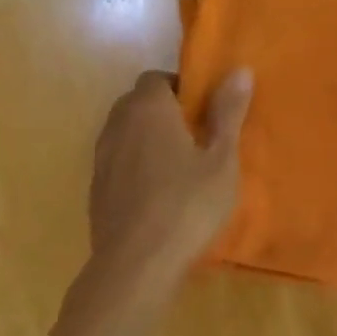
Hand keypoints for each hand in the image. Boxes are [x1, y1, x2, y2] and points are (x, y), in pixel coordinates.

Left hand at [89, 68, 252, 273]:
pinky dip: (136, 164)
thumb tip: (239, 70)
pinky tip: (159, 191)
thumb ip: (228, 113)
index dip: (182, 88)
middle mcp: (118, 125)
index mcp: (149, 109)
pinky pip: (118, 160)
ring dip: (148, 137)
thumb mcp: (221, 159)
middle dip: (165, 110)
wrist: (136, 266)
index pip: (157, 78)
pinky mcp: (97, 190)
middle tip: (198, 135)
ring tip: (180, 163)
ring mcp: (102, 159)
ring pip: (126, 132)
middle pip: (138, 102)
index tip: (206, 110)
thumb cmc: (188, 205)